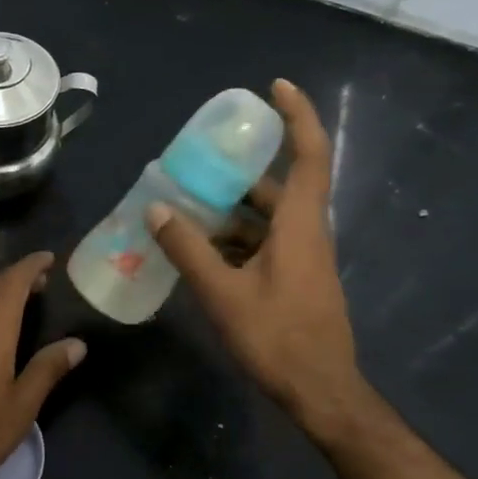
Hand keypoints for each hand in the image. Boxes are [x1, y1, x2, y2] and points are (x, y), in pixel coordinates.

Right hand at [147, 78, 375, 440]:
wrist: (320, 391)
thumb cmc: (277, 337)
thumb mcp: (223, 293)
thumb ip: (189, 250)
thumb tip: (157, 209)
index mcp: (299, 225)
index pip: (308, 154)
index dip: (297, 115)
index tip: (275, 87)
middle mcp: (306, 233)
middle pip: (278, 185)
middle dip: (240, 169)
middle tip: (198, 161)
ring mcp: (303, 258)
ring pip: (267, 218)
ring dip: (231, 209)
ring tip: (185, 205)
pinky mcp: (295, 279)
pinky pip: (264, 243)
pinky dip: (234, 238)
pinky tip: (199, 249)